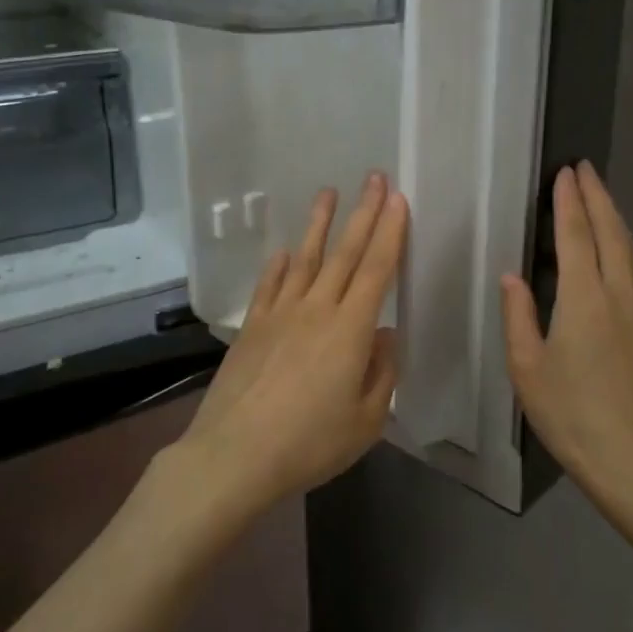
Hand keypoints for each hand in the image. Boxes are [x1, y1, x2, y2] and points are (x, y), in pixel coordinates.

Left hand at [174, 173, 407, 515]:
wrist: (235, 454)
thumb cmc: (310, 443)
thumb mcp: (366, 420)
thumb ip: (381, 372)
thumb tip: (383, 334)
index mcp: (350, 329)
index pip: (377, 269)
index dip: (390, 232)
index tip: (397, 199)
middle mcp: (316, 309)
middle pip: (345, 253)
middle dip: (363, 212)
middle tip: (373, 177)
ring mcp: (280, 313)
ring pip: (304, 258)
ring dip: (318, 224)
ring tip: (328, 193)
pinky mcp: (252, 326)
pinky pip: (269, 285)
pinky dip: (277, 265)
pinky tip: (282, 251)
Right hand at [500, 162, 632, 511]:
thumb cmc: (570, 414)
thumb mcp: (527, 368)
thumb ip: (518, 316)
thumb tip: (512, 276)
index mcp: (583, 300)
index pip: (576, 236)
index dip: (569, 202)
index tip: (565, 173)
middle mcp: (617, 296)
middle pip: (611, 233)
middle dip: (598, 196)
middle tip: (585, 168)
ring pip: (630, 250)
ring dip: (615, 217)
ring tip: (602, 196)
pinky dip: (626, 244)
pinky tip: (620, 248)